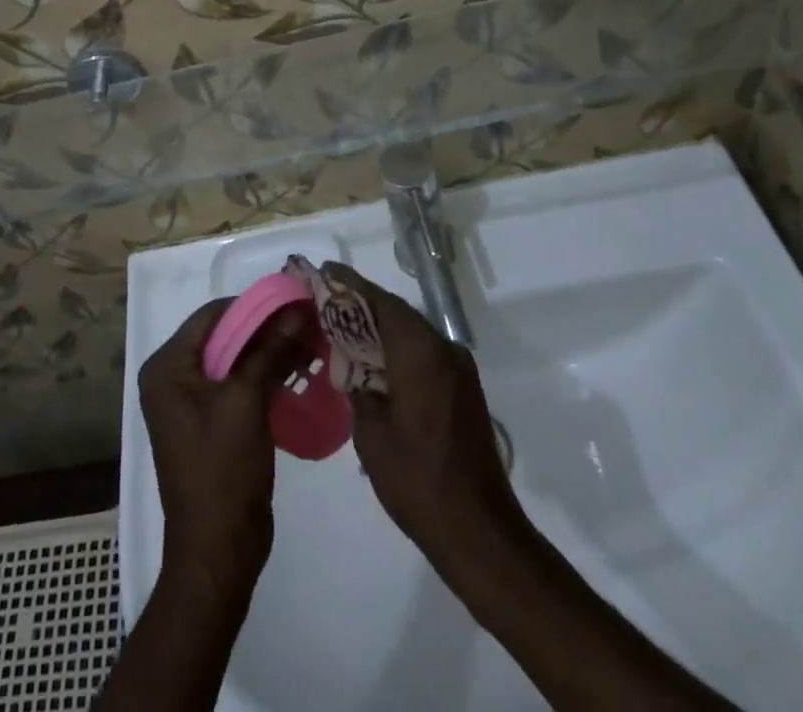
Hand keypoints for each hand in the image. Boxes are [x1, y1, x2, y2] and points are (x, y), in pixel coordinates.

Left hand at [140, 297, 309, 574]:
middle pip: (223, 335)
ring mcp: (190, 401)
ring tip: (310, 344)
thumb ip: (270, 350)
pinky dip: (264, 375)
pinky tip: (297, 371)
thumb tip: (297, 309)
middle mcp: (172, 377)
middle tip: (308, 322)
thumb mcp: (247, 402)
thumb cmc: (222, 471)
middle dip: (266, 329)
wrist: (217, 552)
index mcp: (167, 367)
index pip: (212, 315)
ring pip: (234, 359)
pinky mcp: (209, 422)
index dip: (254, 305)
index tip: (295, 301)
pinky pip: (237, 384)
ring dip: (269, 351)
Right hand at [326, 264, 521, 568]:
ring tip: (343, 329)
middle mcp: (443, 349)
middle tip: (326, 300)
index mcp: (420, 351)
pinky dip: (398, 348)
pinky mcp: (464, 389)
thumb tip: (351, 363)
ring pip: (412, 332)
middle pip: (397, 312)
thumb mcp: (371, 432)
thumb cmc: (416, 479)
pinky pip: (424, 353)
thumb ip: (358, 385)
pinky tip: (373, 363)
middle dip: (362, 304)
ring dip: (380, 327)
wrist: (479, 532)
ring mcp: (458, 369)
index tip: (324, 271)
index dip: (350, 285)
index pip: (380, 301)